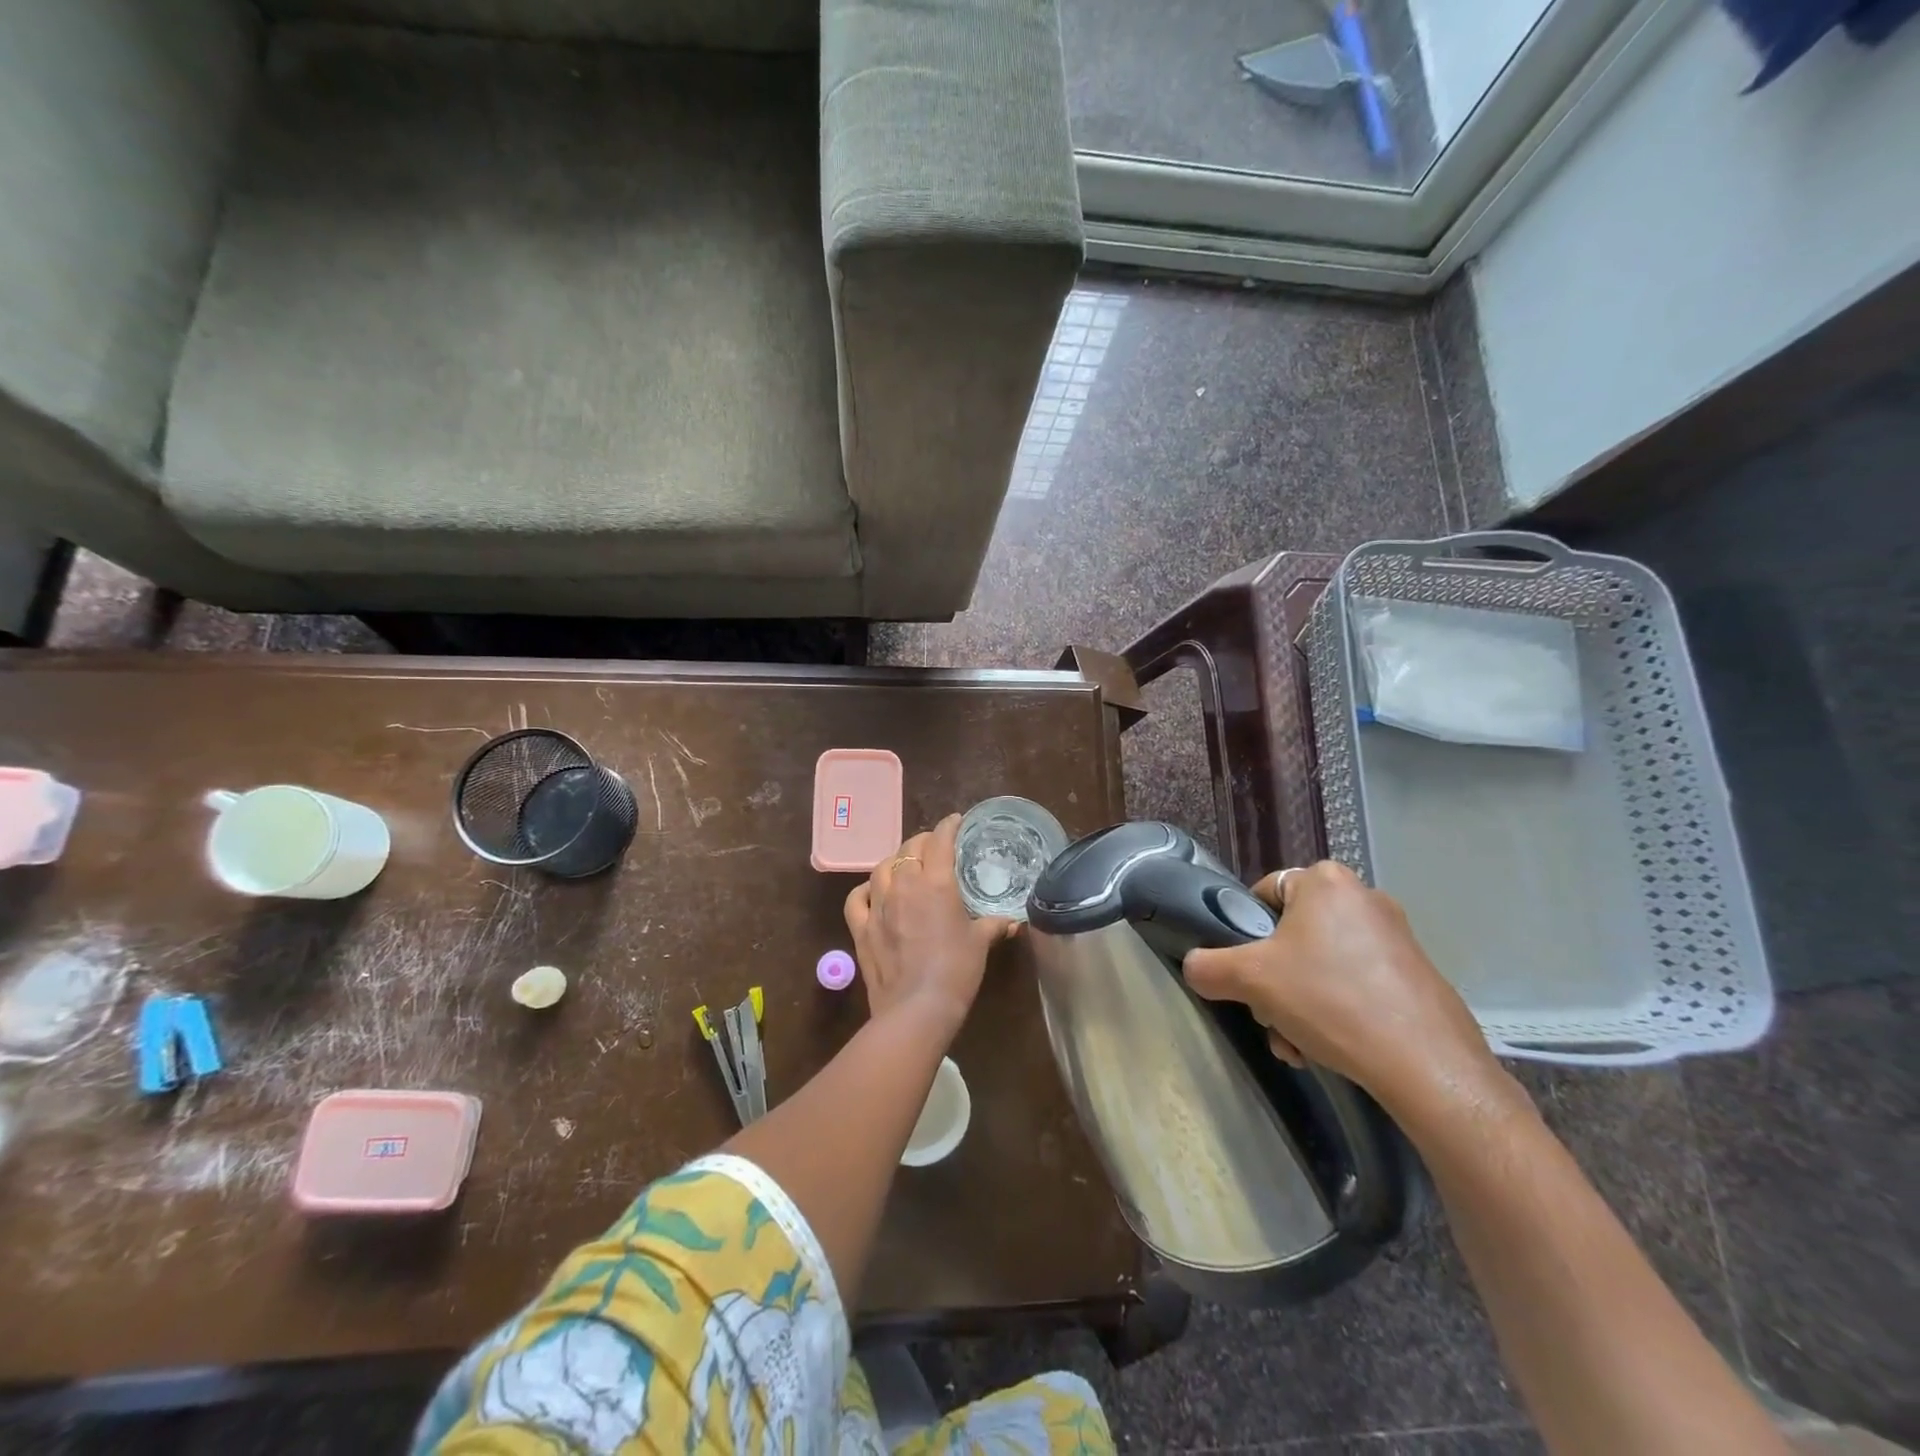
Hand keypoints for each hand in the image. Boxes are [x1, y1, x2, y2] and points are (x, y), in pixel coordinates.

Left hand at [844, 814, 1015, 1032]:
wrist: (917, 1009)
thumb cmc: (956, 971)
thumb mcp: (980, 944)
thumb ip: (994, 925)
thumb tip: (1012, 921)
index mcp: (936, 883)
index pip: (940, 841)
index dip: (948, 827)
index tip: (956, 821)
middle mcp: (904, 885)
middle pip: (909, 849)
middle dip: (924, 842)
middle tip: (935, 846)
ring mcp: (878, 905)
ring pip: (882, 867)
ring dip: (895, 861)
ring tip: (906, 865)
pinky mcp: (861, 928)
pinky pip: (857, 898)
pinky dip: (865, 889)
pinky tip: (873, 891)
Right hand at [1182, 861, 1503, 1119]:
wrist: (1427, 1066)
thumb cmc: (1331, 1001)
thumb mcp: (1249, 980)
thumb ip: (1206, 965)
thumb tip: (1195, 967)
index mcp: (1325, 881)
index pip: (1263, 894)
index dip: (1245, 934)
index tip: (1247, 973)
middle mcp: (1364, 897)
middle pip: (1292, 935)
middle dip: (1274, 981)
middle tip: (1272, 1017)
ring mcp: (1397, 936)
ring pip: (1321, 965)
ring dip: (1299, 1003)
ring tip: (1300, 1046)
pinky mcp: (1417, 974)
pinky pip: (1356, 983)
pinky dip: (1336, 1011)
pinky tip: (1331, 1049)